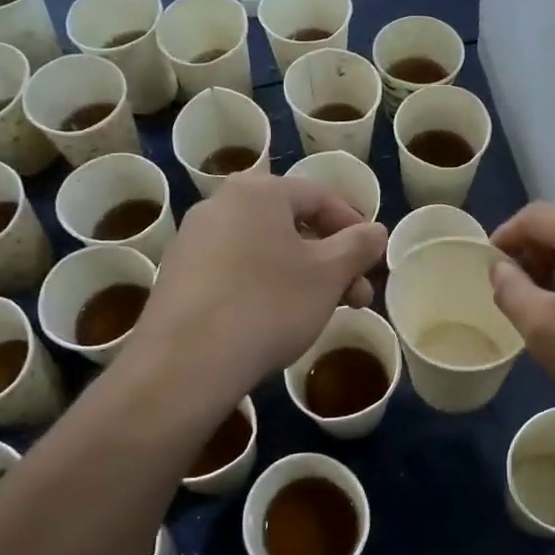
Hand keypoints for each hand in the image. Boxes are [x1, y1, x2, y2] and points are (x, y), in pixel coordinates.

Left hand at [128, 173, 386, 403]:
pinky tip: (275, 321)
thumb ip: (359, 246)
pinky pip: (235, 270)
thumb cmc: (269, 305)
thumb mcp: (329, 275)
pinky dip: (264, 286)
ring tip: (321, 312)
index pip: (321, 196)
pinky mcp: (178, 275)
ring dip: (301, 275)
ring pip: (264, 249)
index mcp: (259, 191)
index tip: (373, 260)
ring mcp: (193, 240)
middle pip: (291, 224)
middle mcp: (221, 203)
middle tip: (356, 297)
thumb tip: (376, 231)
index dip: (354, 227)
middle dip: (331, 260)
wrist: (186, 363)